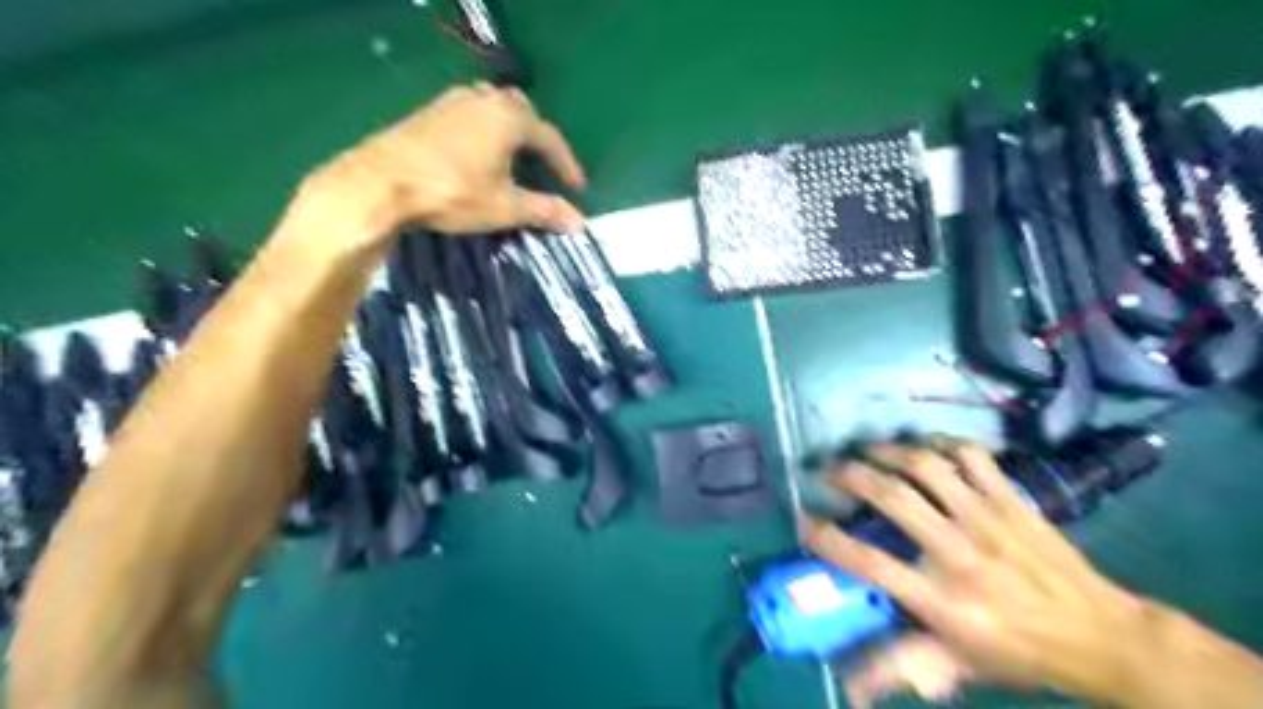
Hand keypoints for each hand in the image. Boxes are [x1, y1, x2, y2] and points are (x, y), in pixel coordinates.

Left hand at [294, 80, 585, 249]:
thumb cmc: (453, 193)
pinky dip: (485, 132)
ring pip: (493, 109)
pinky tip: (477, 154)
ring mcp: (452, 102)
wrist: (380, 183)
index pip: (550, 138)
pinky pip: (470, 115)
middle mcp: (483, 100)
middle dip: (538, 139)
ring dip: (510, 132)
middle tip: (545, 166)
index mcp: (509, 117)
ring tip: (514, 158)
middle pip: (522, 113)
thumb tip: (580, 222)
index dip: (567, 164)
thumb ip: (544, 211)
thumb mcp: (505, 207)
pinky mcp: (429, 112)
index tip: (578, 187)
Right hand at [803, 440, 1152, 705]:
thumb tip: (847, 688)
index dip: (828, 538)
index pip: (870, 562)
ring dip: (887, 452)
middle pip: (892, 497)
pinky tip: (925, 447)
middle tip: (827, 470)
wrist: (1104, 637)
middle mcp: (957, 552)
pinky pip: (971, 456)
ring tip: (866, 450)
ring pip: (926, 466)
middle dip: (850, 476)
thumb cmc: (1018, 651)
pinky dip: (942, 443)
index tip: (804, 519)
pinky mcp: (1012, 499)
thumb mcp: (955, 665)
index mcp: (940, 599)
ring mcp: (987, 519)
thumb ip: (898, 667)